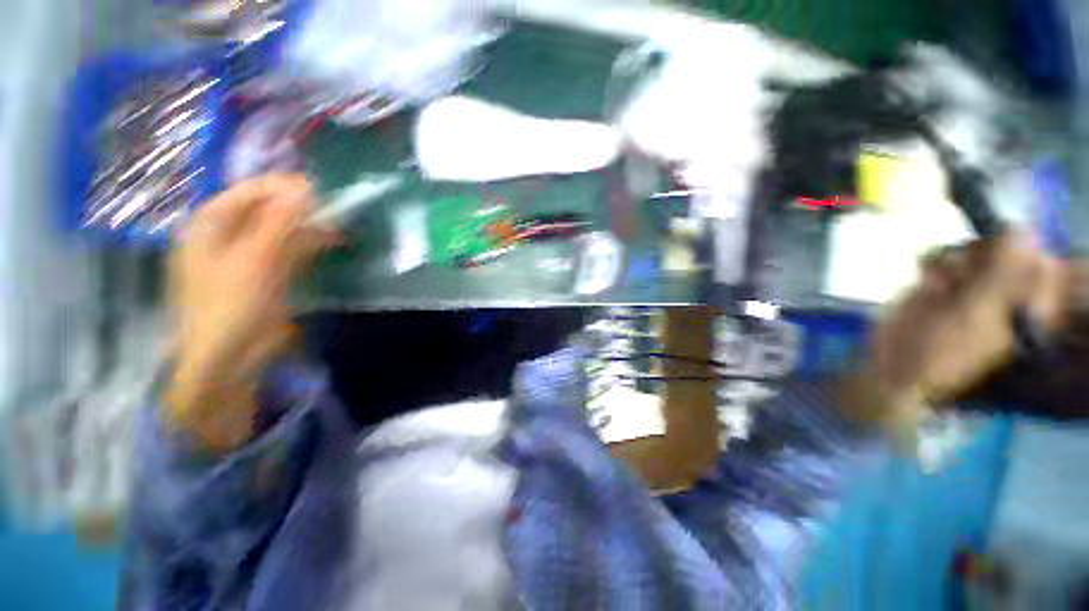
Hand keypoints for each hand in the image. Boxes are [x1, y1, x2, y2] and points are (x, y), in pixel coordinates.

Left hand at [165, 174, 338, 450]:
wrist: (229, 358)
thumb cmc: (231, 304)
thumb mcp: (255, 259)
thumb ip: (279, 221)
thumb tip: (306, 187)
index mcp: (211, 223)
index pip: (251, 190)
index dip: (285, 186)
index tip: (324, 189)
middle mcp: (228, 233)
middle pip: (268, 209)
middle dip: (302, 207)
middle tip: (338, 208)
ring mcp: (249, 254)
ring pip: (284, 229)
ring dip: (311, 225)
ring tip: (342, 224)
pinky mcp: (269, 273)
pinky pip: (291, 249)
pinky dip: (311, 244)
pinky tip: (334, 241)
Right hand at [842, 233, 1067, 431]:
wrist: (894, 365)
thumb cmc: (940, 349)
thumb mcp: (975, 313)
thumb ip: (1002, 272)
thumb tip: (1021, 227)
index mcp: (1027, 305)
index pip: (1038, 260)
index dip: (1017, 250)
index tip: (994, 256)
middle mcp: (1004, 292)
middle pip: (1003, 249)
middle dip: (978, 254)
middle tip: (961, 274)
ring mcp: (971, 287)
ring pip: (969, 250)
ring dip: (951, 259)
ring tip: (938, 283)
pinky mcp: (941, 285)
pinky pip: (941, 256)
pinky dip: (931, 261)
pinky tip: (924, 275)